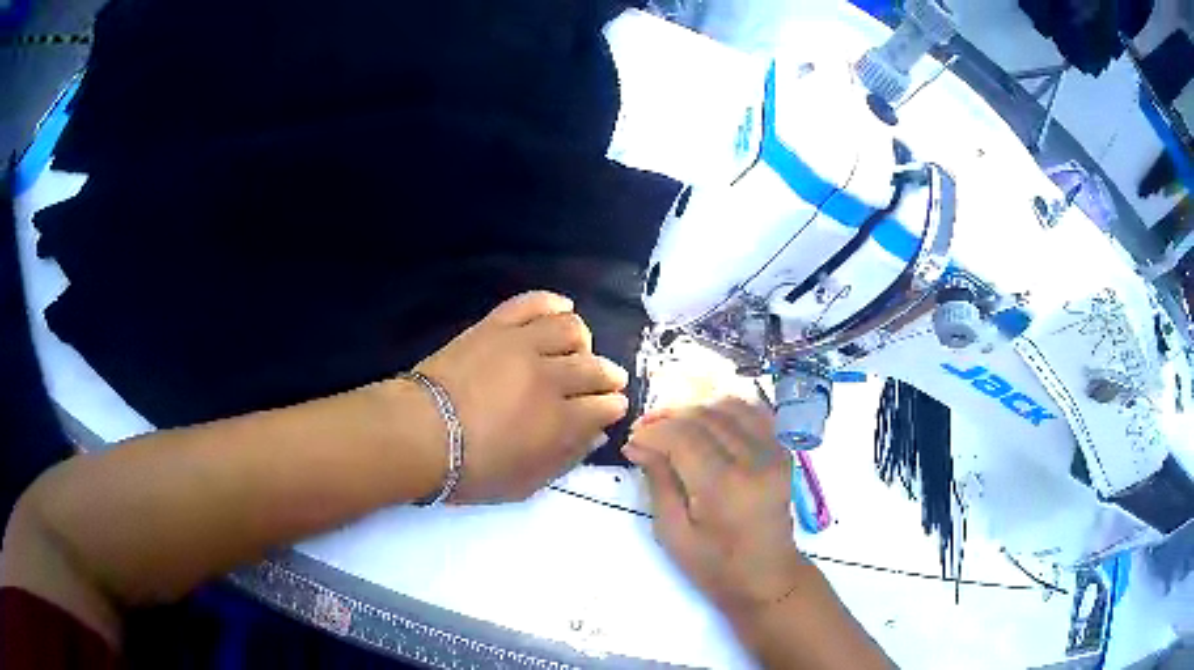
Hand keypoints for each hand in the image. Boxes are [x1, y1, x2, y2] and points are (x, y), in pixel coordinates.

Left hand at [415, 291, 629, 503]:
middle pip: (596, 368)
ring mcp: (522, 345)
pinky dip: (552, 304)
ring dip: (582, 342)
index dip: (612, 407)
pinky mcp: (497, 325)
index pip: (606, 405)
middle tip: (603, 383)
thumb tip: (595, 435)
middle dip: (608, 377)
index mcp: (561, 421)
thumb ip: (566, 459)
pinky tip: (559, 311)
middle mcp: (551, 377)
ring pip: (572, 328)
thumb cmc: (471, 469)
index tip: (609, 409)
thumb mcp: (525, 482)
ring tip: (575, 351)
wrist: (420, 433)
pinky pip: (534, 302)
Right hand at [624, 399, 807, 618]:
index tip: (631, 441)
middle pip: (705, 416)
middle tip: (644, 431)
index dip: (652, 432)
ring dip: (696, 410)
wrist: (767, 578)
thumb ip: (658, 482)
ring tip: (673, 427)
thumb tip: (637, 443)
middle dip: (669, 418)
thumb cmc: (715, 567)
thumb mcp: (674, 533)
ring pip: (729, 407)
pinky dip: (726, 410)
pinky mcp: (782, 452)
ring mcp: (774, 452)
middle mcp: (753, 460)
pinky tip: (707, 423)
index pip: (682, 436)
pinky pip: (754, 414)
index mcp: (724, 486)